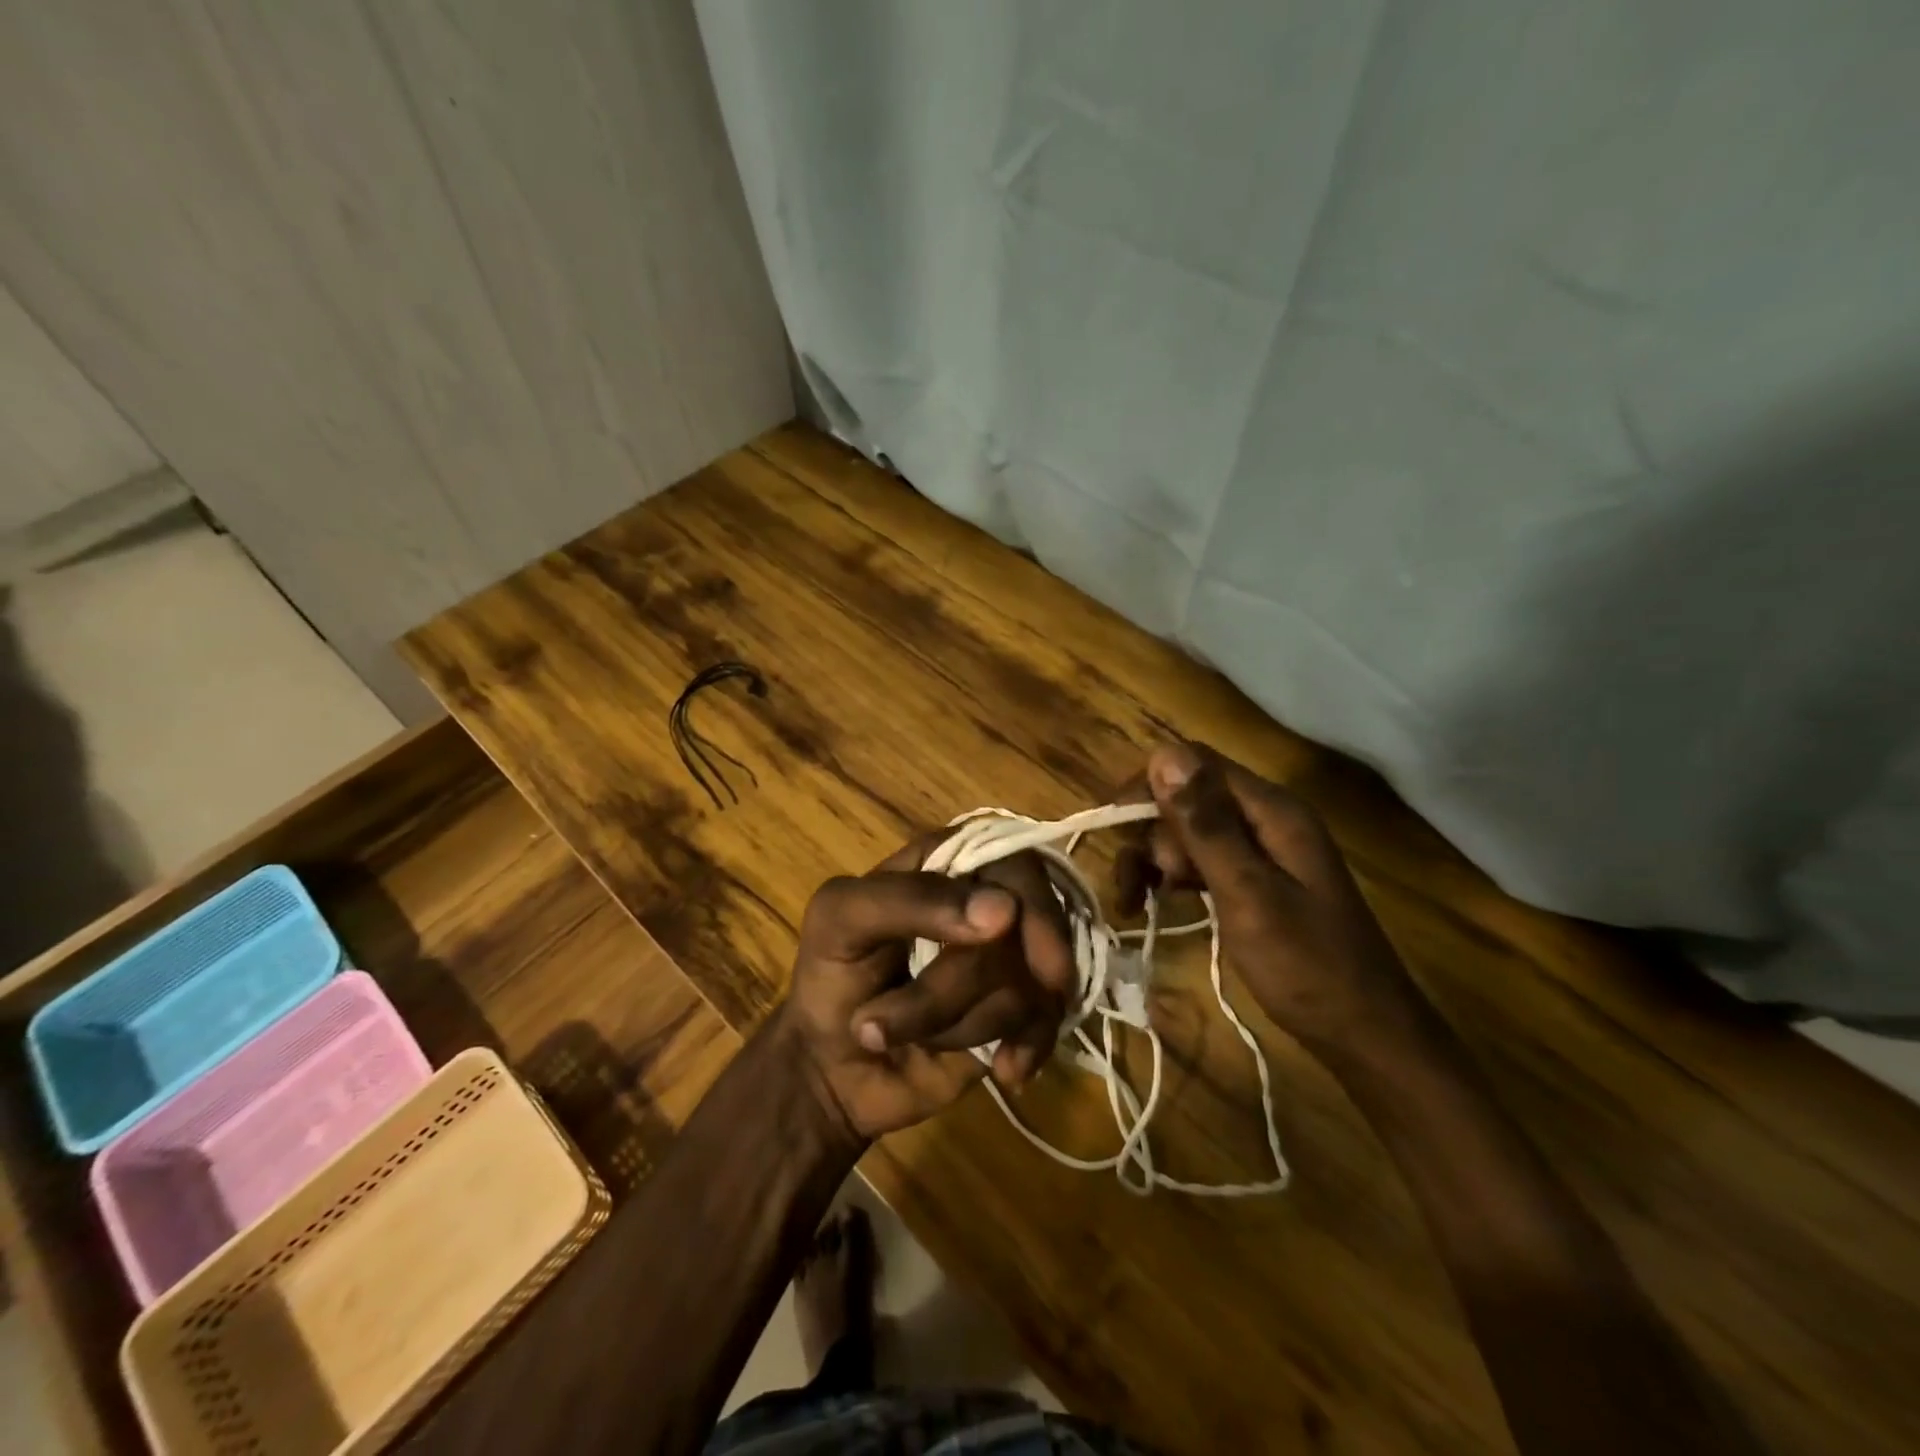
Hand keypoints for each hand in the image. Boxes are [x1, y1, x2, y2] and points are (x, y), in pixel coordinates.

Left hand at [779, 837, 1075, 1141]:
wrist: (831, 1069)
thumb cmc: (831, 974)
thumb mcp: (840, 917)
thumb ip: (909, 899)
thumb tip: (1004, 911)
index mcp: (951, 863)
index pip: (1013, 857)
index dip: (1022, 893)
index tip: (1004, 930)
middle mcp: (991, 906)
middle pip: (1025, 926)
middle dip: (962, 983)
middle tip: (918, 1027)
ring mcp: (1010, 963)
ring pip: (1027, 982)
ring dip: (960, 1023)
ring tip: (910, 1038)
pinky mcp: (1019, 1016)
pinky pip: (1047, 1023)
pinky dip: (1025, 1048)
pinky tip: (1004, 1068)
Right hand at [1122, 741, 1423, 1055]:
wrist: (1364, 1035)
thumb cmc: (1307, 966)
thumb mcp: (1248, 894)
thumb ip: (1206, 825)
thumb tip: (1164, 754)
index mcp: (1271, 810)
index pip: (1194, 763)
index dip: (1148, 785)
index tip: (1112, 826)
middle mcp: (1264, 819)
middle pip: (1186, 798)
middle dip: (1151, 833)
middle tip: (1140, 885)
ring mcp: (1259, 850)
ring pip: (1186, 831)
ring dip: (1154, 859)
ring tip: (1134, 901)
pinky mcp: (1252, 879)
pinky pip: (1198, 860)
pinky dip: (1171, 877)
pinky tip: (1152, 903)